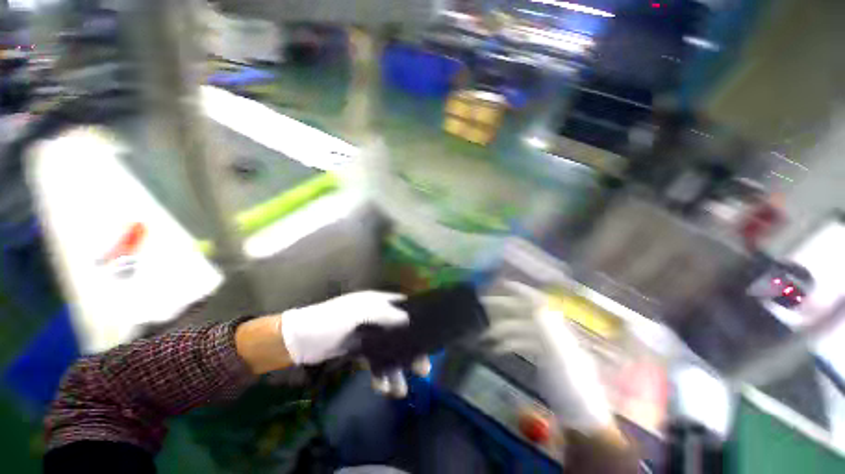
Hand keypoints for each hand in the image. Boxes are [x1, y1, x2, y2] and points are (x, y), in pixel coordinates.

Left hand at [280, 290, 430, 396]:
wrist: (299, 342)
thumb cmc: (329, 321)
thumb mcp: (356, 313)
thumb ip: (382, 314)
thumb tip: (408, 319)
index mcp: (376, 303)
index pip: (402, 306)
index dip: (416, 317)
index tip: (430, 333)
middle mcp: (376, 317)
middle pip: (399, 332)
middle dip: (410, 351)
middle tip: (423, 370)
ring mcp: (368, 336)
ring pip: (388, 351)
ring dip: (395, 369)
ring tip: (400, 389)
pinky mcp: (359, 351)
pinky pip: (375, 363)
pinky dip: (379, 374)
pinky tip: (382, 388)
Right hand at [480, 281, 612, 433]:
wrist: (580, 418)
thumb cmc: (573, 387)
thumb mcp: (562, 358)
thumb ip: (548, 329)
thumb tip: (536, 303)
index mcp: (557, 328)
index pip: (537, 301)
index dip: (520, 290)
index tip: (501, 284)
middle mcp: (551, 330)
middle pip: (524, 311)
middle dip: (503, 306)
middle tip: (482, 304)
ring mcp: (546, 344)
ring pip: (519, 327)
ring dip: (501, 328)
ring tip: (484, 334)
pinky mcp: (541, 356)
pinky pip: (521, 342)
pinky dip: (507, 342)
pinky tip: (495, 348)